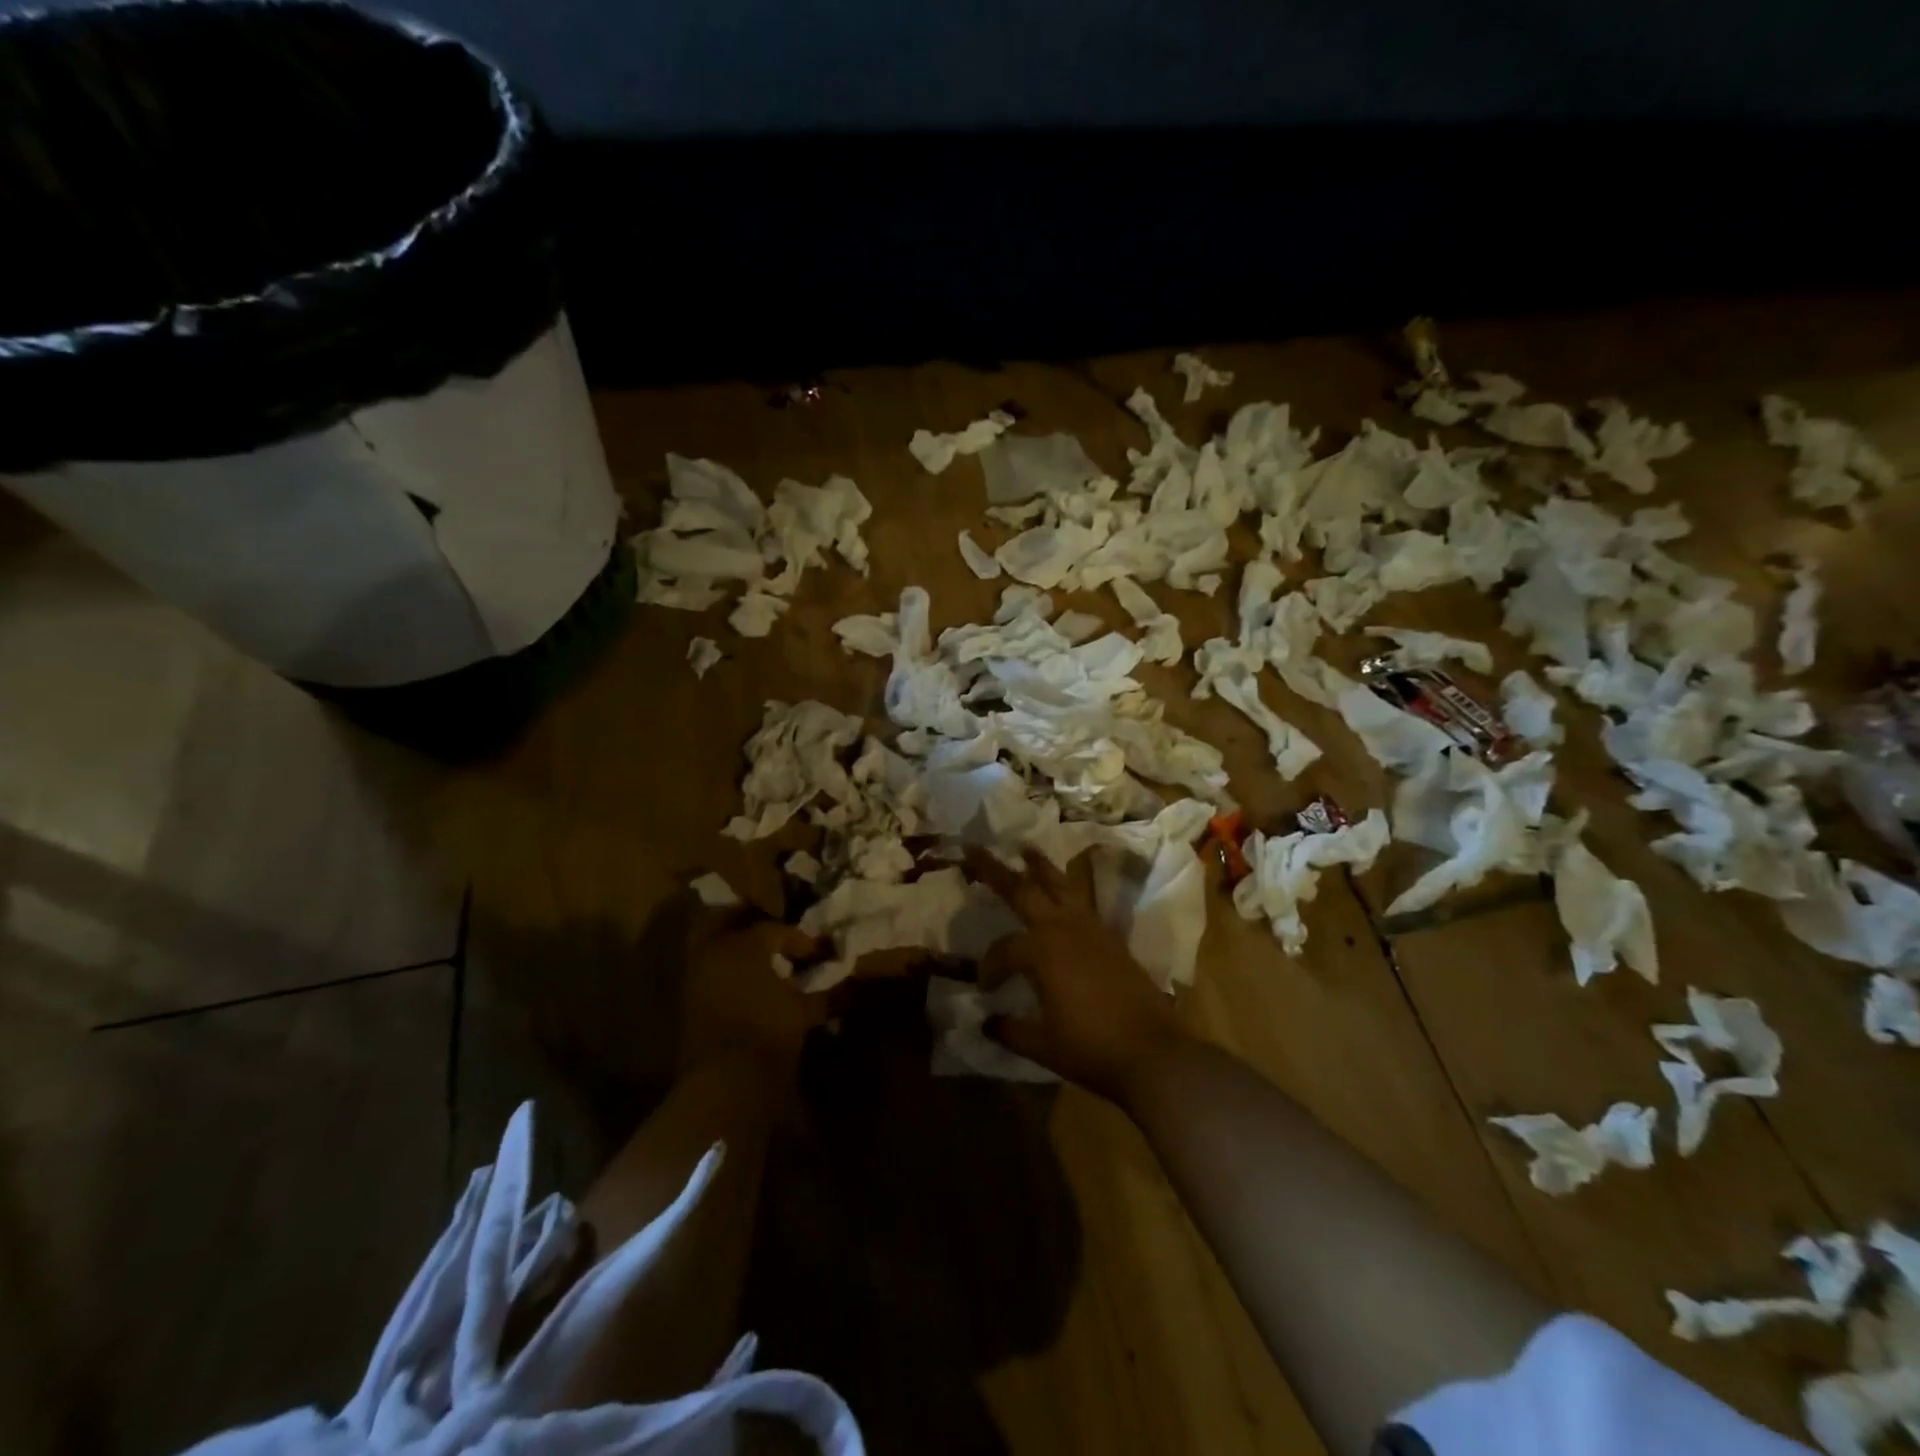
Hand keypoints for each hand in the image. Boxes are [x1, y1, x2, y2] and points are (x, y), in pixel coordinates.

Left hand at [677, 911, 826, 1080]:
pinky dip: (727, 971)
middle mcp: (715, 950)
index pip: (777, 930)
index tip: (818, 953)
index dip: (801, 940)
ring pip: (715, 944)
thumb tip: (843, 981)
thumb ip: (825, 991)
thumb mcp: (805, 1010)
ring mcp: (696, 974)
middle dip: (756, 927)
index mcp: (745, 943)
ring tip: (766, 964)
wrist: (724, 1081)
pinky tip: (748, 987)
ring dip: (739, 949)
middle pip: (732, 921)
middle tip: (780, 941)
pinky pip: (709, 971)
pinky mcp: (687, 1000)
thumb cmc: (768, 1032)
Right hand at [965, 848, 1188, 1104]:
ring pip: (1060, 885)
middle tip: (974, 847)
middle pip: (1023, 890)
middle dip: (995, 869)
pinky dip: (1066, 888)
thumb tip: (987, 1022)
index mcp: (1041, 951)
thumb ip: (1010, 1030)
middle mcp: (1063, 929)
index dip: (989, 968)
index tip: (985, 990)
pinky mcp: (1111, 937)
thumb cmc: (1091, 1048)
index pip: (1003, 950)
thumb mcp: (1041, 1045)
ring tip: (1025, 847)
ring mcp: (1091, 929)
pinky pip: (1082, 901)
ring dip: (1039, 865)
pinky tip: (1063, 890)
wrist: (1153, 1052)